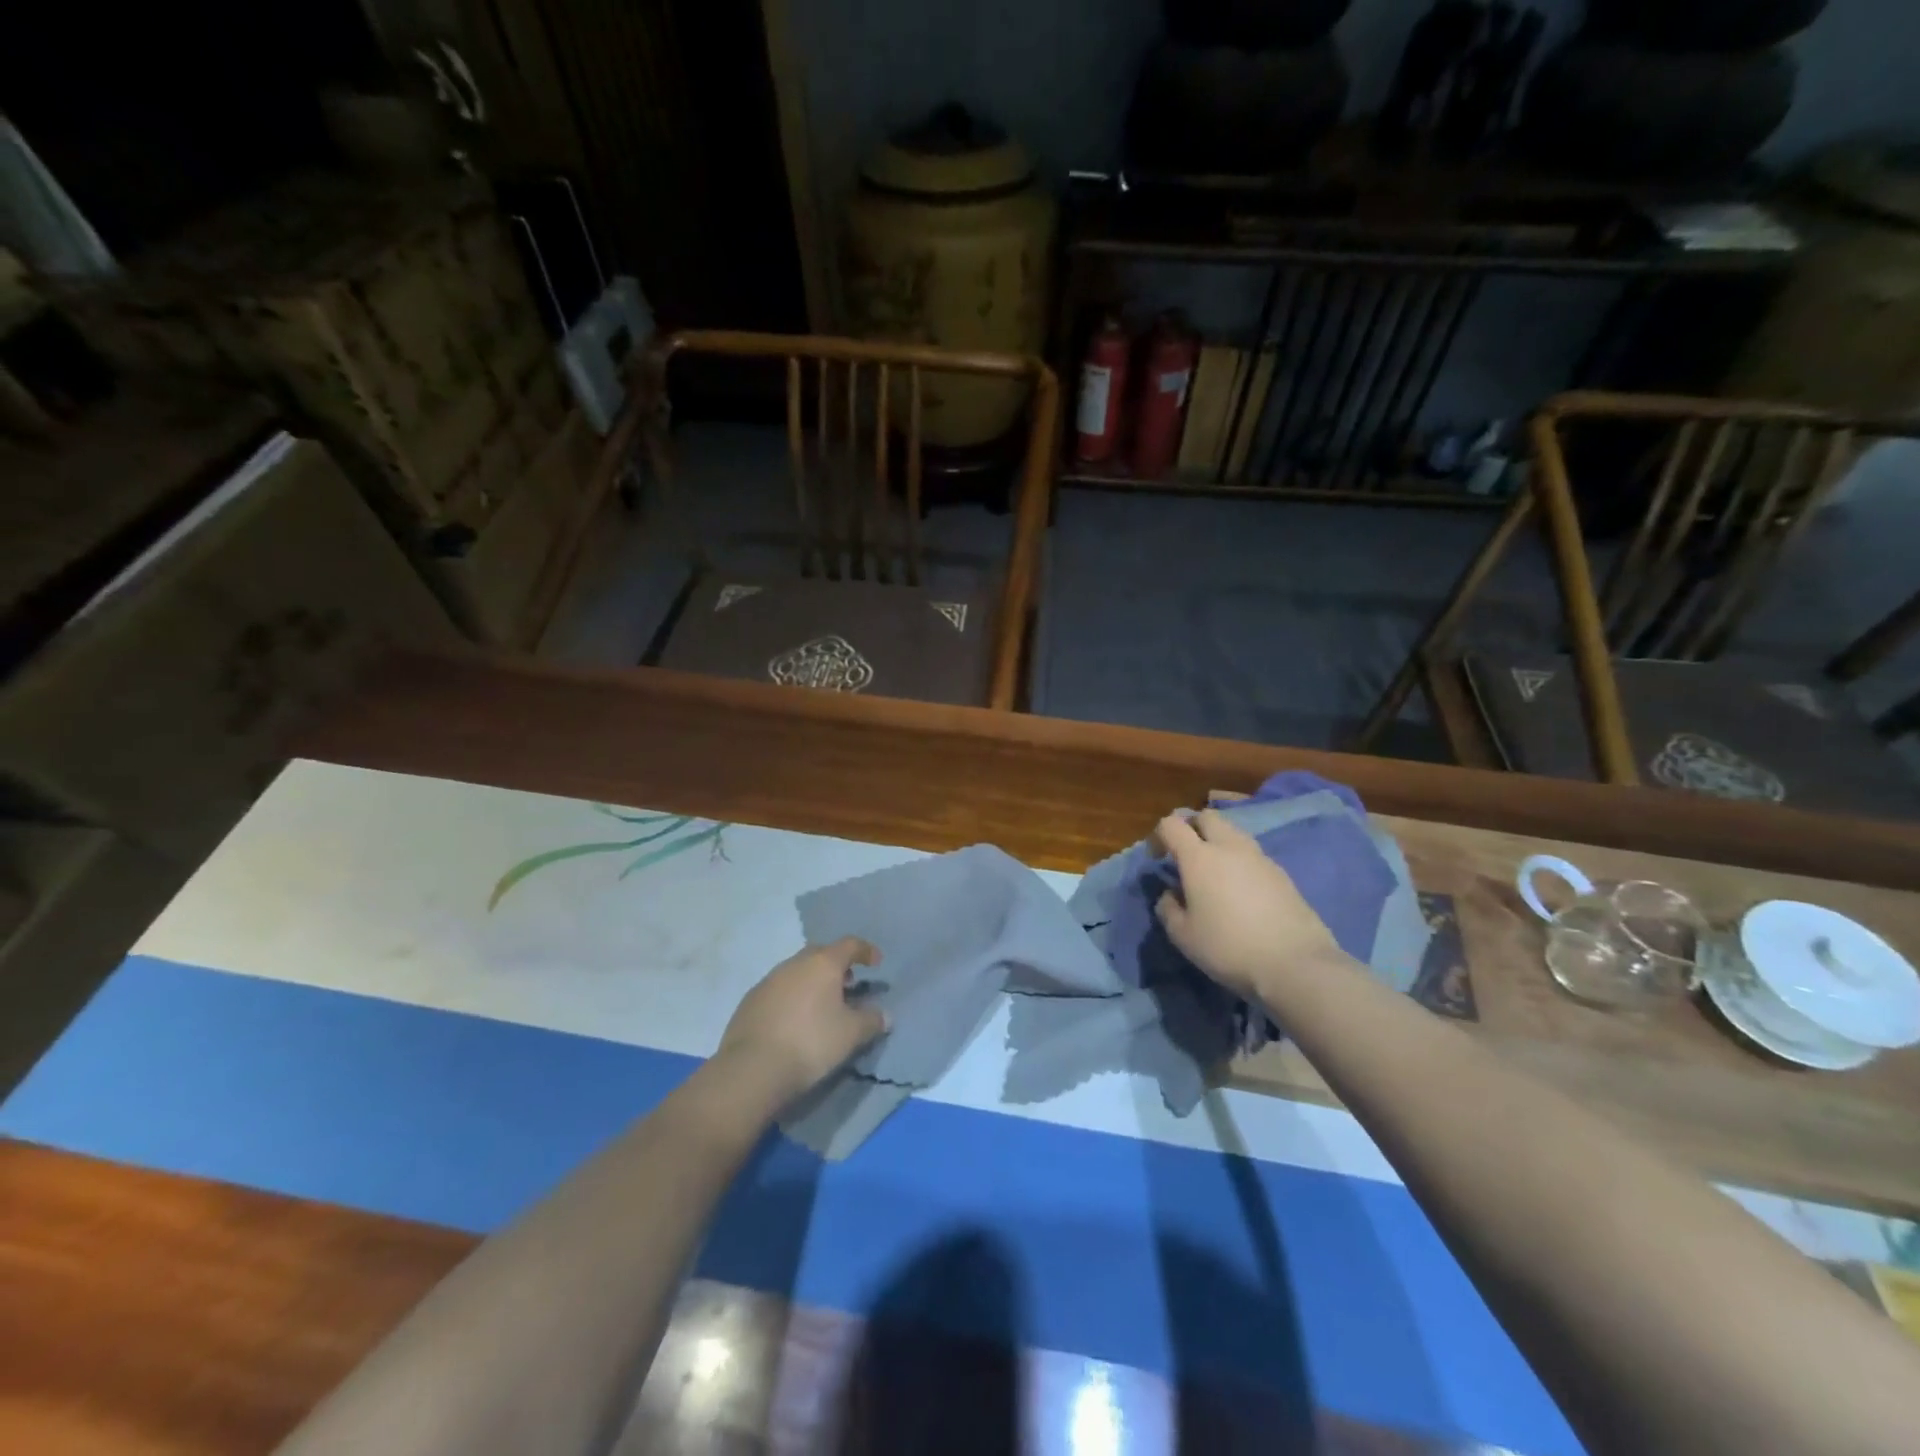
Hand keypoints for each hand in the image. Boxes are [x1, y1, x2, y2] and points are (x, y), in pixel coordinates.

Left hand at [717, 937, 887, 1105]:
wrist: (752, 1068)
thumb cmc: (811, 1043)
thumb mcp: (851, 1034)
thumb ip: (872, 1020)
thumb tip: (884, 1015)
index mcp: (823, 963)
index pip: (850, 945)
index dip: (866, 951)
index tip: (876, 963)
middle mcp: (795, 963)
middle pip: (821, 954)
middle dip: (837, 965)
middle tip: (848, 985)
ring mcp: (769, 980)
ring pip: (798, 971)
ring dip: (813, 981)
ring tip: (822, 1005)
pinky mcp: (750, 1000)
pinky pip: (779, 989)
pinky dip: (793, 996)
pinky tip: (795, 1020)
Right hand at [1154, 809, 1345, 1000]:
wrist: (1295, 964)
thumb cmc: (1229, 948)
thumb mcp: (1183, 936)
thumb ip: (1168, 909)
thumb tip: (1170, 894)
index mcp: (1199, 857)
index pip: (1172, 824)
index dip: (1159, 835)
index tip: (1158, 859)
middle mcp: (1229, 847)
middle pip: (1207, 816)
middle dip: (1192, 827)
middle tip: (1186, 855)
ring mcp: (1260, 858)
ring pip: (1233, 833)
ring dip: (1218, 842)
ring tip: (1214, 873)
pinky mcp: (1282, 874)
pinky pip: (1253, 854)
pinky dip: (1240, 861)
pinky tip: (1241, 891)